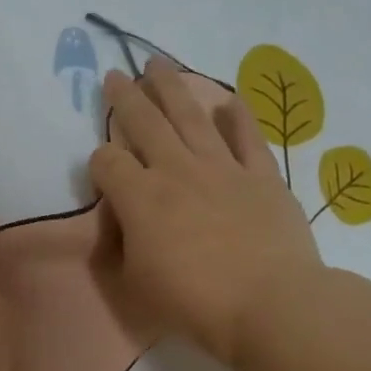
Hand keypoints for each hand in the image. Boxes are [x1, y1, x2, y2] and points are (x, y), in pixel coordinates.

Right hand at [89, 58, 323, 370]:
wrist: (271, 306)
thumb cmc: (195, 302)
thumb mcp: (136, 284)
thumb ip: (123, 246)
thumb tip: (123, 224)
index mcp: (141, 198)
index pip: (107, 162)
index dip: (99, 162)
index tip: (103, 171)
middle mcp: (177, 171)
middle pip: (144, 123)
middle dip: (125, 97)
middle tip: (115, 75)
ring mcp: (222, 169)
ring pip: (191, 116)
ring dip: (172, 88)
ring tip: (158, 64)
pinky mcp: (262, 177)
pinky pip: (247, 137)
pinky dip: (237, 116)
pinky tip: (228, 99)